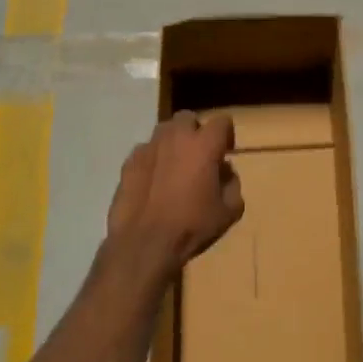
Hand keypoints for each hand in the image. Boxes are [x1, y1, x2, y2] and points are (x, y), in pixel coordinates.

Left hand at [105, 112, 244, 280]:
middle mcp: (176, 137)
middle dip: (196, 131)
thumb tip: (225, 171)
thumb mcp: (229, 212)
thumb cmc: (192, 226)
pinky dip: (153, 158)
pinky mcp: (129, 161)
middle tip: (198, 155)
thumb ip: (233, 184)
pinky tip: (153, 180)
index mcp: (204, 145)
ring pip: (164, 131)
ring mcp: (149, 147)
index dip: (226, 134)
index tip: (225, 150)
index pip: (222, 121)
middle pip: (188, 118)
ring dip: (173, 142)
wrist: (144, 243)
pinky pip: (146, 150)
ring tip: (174, 165)